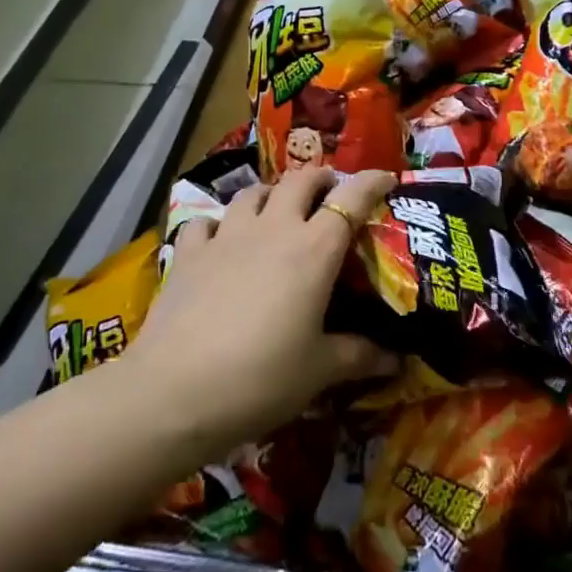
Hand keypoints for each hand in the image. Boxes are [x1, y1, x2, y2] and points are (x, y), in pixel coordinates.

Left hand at [121, 167, 399, 453]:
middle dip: (320, 179)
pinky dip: (217, 225)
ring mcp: (227, 235)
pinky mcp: (188, 252)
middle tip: (329, 195)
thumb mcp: (318, 371)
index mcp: (314, 249)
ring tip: (277, 212)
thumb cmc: (260, 379)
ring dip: (271, 195)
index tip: (387, 178)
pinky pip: (206, 221)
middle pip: (300, 180)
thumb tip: (398, 360)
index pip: (351, 199)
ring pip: (254, 192)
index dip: (372, 182)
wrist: (173, 393)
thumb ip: (359, 357)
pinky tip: (219, 242)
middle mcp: (273, 229)